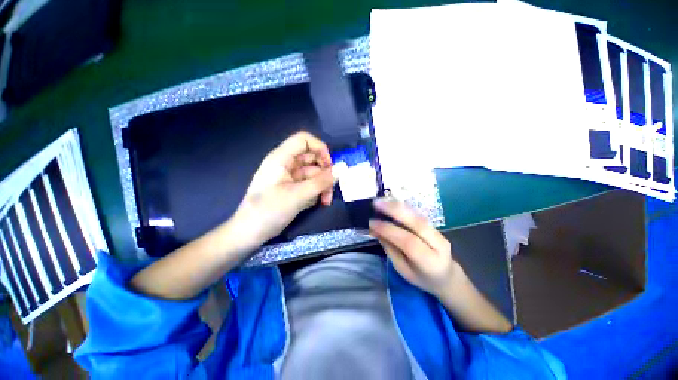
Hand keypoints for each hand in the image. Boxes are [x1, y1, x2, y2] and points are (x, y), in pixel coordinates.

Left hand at [233, 131, 336, 246]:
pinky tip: (317, 203)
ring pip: (313, 173)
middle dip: (324, 173)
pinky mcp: (292, 189)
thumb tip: (340, 170)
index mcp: (281, 158)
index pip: (303, 140)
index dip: (319, 148)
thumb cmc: (269, 211)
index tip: (330, 166)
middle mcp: (286, 164)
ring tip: (325, 201)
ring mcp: (289, 177)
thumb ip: (321, 182)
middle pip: (312, 158)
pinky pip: (309, 184)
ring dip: (322, 186)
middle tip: (331, 188)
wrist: (250, 233)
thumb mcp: (298, 195)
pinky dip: (316, 192)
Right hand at [369, 198, 461, 296]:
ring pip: (418, 216)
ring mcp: (439, 233)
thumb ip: (390, 249)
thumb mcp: (403, 270)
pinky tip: (392, 203)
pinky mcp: (435, 227)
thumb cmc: (422, 278)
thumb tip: (375, 230)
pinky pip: (417, 214)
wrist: (447, 276)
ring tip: (381, 201)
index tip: (372, 223)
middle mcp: (438, 244)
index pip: (409, 242)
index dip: (389, 230)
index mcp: (430, 262)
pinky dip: (403, 207)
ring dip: (398, 206)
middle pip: (417, 223)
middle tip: (376, 204)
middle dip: (395, 211)